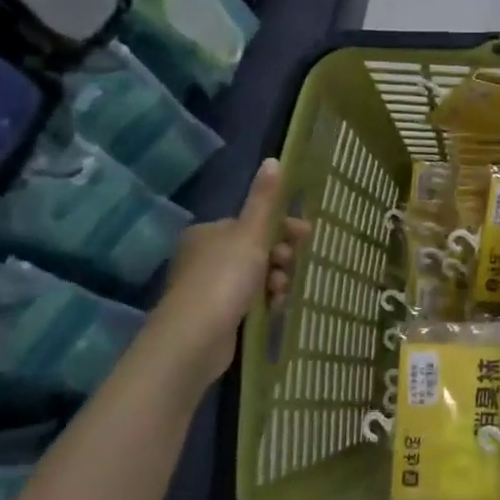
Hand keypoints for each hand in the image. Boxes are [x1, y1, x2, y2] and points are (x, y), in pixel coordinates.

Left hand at [152, 159, 311, 382]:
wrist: (193, 339)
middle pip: (256, 249)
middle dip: (280, 257)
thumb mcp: (249, 233)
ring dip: (275, 280)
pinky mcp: (215, 316)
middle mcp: (204, 256)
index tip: (306, 236)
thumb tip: (274, 159)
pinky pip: (248, 300)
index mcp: (208, 232)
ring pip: (255, 276)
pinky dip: (264, 301)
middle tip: (291, 267)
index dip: (282, 227)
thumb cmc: (223, 278)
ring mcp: (208, 288)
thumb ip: (264, 199)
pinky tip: (273, 308)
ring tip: (280, 292)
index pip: (253, 222)